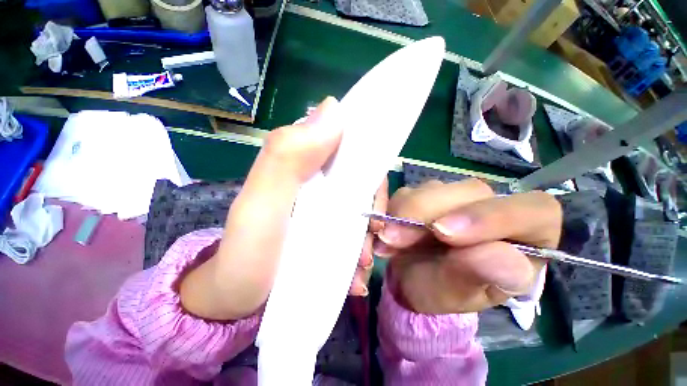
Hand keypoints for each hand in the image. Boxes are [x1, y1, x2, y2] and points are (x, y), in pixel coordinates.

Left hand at [179, 97, 383, 320]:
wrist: (236, 299)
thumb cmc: (247, 254)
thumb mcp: (260, 203)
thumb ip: (288, 155)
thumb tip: (333, 108)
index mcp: (305, 164)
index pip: (349, 146)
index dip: (371, 164)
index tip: (374, 197)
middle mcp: (317, 182)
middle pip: (362, 182)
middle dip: (373, 208)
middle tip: (371, 237)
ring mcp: (324, 209)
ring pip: (362, 210)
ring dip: (369, 237)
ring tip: (361, 266)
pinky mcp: (328, 232)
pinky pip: (355, 234)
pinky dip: (361, 252)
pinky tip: (356, 274)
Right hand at [375, 179, 561, 314]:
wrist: (411, 278)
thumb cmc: (442, 291)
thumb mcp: (459, 295)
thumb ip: (481, 276)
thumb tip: (507, 259)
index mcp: (523, 236)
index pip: (532, 210)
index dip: (490, 217)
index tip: (443, 233)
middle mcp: (489, 207)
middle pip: (471, 191)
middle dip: (428, 213)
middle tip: (396, 238)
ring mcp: (454, 197)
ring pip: (434, 188)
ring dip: (405, 212)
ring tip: (388, 241)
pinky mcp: (425, 194)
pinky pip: (408, 192)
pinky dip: (393, 210)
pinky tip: (387, 231)